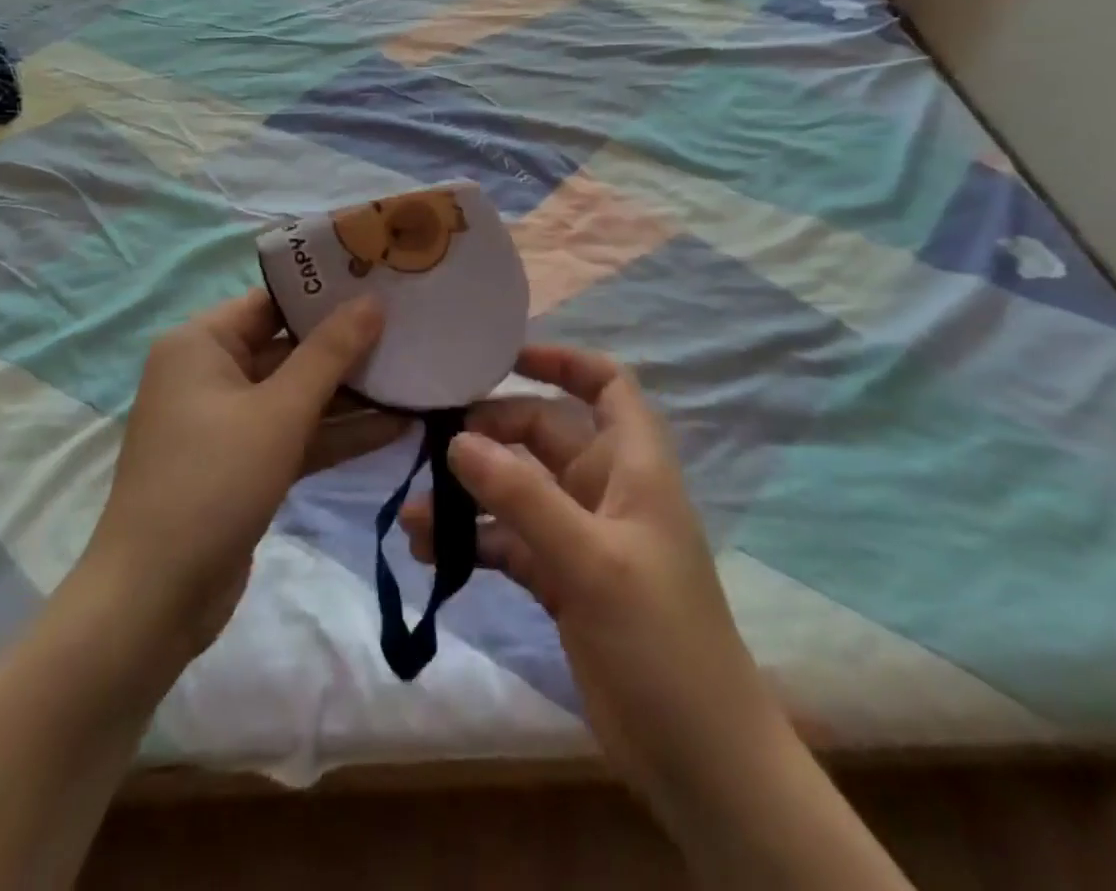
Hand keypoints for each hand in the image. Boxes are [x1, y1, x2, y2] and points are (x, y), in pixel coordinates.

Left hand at [72, 289, 404, 674]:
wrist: (155, 600)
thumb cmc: (213, 481)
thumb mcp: (279, 411)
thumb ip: (330, 353)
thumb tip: (372, 301)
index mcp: (201, 343)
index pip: (273, 301)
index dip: (327, 292)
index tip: (383, 282)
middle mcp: (210, 373)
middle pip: (289, 346)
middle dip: (348, 345)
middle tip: (411, 327)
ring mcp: (227, 422)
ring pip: (297, 394)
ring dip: (352, 394)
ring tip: (415, 376)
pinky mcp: (244, 464)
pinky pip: (296, 433)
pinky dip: (337, 432)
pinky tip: (396, 428)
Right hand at [400, 344, 778, 818]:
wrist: (699, 758)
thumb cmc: (660, 638)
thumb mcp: (591, 559)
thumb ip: (523, 496)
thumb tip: (457, 441)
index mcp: (632, 464)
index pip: (606, 384)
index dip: (563, 361)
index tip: (504, 357)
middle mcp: (605, 488)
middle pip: (543, 433)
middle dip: (490, 434)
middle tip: (432, 446)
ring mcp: (581, 535)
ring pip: (518, 490)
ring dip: (470, 495)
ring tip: (416, 513)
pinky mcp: (561, 579)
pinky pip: (509, 541)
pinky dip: (473, 541)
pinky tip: (429, 554)